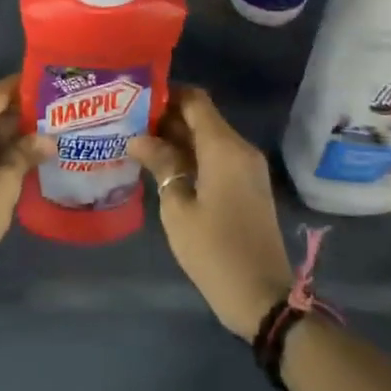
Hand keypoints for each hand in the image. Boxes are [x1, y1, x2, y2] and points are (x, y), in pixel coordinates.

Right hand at [128, 87, 293, 341]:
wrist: (263, 297)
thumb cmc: (215, 250)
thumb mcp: (178, 208)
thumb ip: (161, 164)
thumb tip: (138, 138)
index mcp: (224, 147)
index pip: (195, 100)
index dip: (166, 93)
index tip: (135, 98)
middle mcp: (240, 149)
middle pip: (202, 118)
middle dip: (166, 117)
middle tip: (128, 122)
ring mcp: (247, 169)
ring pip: (208, 138)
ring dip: (177, 138)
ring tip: (138, 143)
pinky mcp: (247, 187)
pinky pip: (217, 158)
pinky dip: (191, 156)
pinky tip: (162, 167)